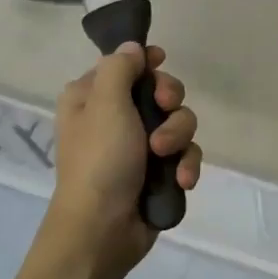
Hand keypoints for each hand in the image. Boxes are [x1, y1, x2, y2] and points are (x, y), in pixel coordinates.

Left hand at [45, 43, 200, 269]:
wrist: (102, 230)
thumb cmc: (99, 160)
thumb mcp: (105, 104)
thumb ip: (120, 68)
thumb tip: (134, 48)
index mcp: (92, 98)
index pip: (125, 65)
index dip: (147, 64)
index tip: (161, 65)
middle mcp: (114, 119)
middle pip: (161, 92)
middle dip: (171, 104)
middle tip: (165, 111)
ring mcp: (138, 148)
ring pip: (179, 124)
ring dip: (179, 138)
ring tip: (166, 157)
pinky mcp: (158, 173)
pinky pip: (185, 155)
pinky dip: (185, 165)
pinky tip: (181, 180)